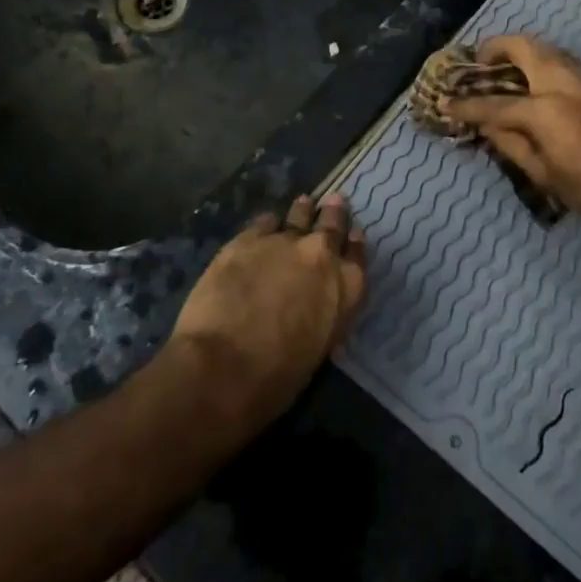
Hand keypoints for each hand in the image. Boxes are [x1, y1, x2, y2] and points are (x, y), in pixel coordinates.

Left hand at [168, 195, 366, 425]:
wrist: (222, 367)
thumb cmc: (275, 379)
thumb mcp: (318, 349)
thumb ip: (323, 314)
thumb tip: (314, 303)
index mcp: (346, 289)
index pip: (357, 256)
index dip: (354, 243)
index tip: (352, 234)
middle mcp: (321, 255)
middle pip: (332, 225)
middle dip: (334, 214)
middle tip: (334, 202)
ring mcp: (283, 241)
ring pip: (299, 217)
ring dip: (303, 211)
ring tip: (304, 203)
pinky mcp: (247, 239)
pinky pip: (264, 222)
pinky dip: (268, 224)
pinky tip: (267, 224)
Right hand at [445, 35, 580, 220]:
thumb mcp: (545, 174)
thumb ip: (511, 144)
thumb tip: (487, 125)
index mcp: (545, 110)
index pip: (494, 103)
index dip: (466, 104)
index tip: (446, 102)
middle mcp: (563, 82)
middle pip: (523, 47)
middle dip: (496, 48)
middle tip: (480, 63)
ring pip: (546, 48)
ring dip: (521, 51)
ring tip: (505, 69)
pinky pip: (562, 60)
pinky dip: (541, 61)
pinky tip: (535, 81)